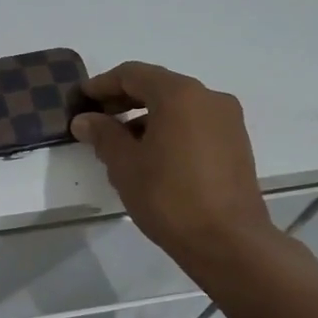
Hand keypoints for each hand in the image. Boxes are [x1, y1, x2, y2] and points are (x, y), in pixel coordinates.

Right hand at [69, 62, 280, 274]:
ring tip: (120, 143)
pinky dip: (169, 129)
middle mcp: (208, 97)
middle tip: (96, 118)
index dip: (102, 84)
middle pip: (158, 86)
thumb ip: (103, 134)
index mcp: (180, 94)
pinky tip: (151, 155)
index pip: (133, 74)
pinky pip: (195, 123)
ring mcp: (227, 120)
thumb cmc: (169, 197)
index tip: (81, 98)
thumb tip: (84, 120)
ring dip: (146, 116)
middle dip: (124, 99)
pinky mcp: (236, 143)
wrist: (229, 243)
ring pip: (178, 106)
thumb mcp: (125, 165)